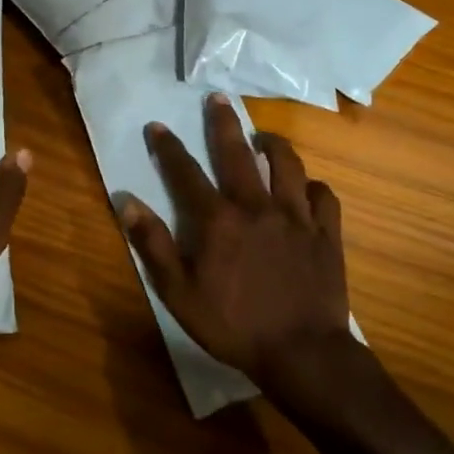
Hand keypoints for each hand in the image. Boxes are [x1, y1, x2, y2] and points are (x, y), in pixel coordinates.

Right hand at [119, 94, 352, 391]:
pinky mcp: (325, 234)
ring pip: (287, 165)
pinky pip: (323, 196)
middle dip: (224, 123)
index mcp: (218, 220)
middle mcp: (256, 206)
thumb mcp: (179, 292)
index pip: (186, 172)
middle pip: (238, 154)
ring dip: (274, 145)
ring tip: (264, 137)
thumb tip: (128, 203)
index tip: (158, 125)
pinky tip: (305, 188)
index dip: (168, 147)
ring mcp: (296, 217)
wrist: (302, 354)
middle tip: (218, 99)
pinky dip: (312, 186)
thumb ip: (154, 244)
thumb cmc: (233, 326)